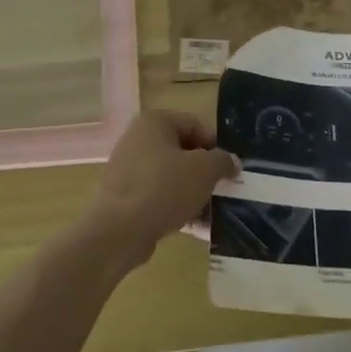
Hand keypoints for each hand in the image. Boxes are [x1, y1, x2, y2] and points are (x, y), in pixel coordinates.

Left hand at [82, 111, 237, 270]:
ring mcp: (128, 166)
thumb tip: (230, 161)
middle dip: (204, 171)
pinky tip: (193, 226)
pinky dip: (175, 205)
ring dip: (192, 190)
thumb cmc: (164, 188)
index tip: (228, 169)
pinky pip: (158, 194)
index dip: (216, 145)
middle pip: (182, 150)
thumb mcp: (204, 170)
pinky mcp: (125, 194)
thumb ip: (222, 160)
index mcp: (154, 121)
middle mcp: (138, 137)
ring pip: (171, 174)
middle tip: (221, 190)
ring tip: (210, 211)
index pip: (195, 124)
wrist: (120, 230)